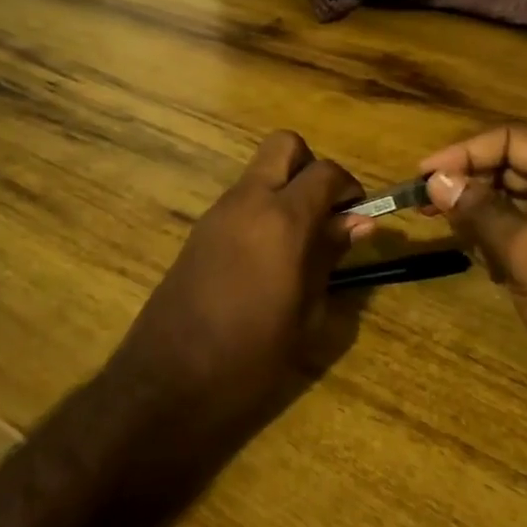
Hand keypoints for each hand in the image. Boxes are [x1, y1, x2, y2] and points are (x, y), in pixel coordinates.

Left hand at [101, 132, 369, 498]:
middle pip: (284, 145)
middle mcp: (248, 201)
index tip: (358, 217)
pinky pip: (240, 199)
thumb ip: (330, 256)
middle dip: (311, 167)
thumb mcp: (305, 312)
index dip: (349, 186)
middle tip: (323, 213)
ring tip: (299, 242)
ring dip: (285, 188)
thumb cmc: (250, 357)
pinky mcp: (198, 230)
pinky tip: (267, 257)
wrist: (168, 381)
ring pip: (260, 171)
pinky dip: (262, 209)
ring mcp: (217, 212)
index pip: (326, 171)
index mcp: (282, 220)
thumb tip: (358, 222)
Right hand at [420, 125, 526, 440]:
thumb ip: (479, 211)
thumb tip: (437, 180)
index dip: (463, 152)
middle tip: (423, 205)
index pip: (510, 138)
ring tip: (448, 231)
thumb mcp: (526, 252)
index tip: (423, 177)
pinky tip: (483, 261)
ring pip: (517, 199)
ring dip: (481, 212)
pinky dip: (500, 238)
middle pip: (512, 164)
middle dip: (468, 182)